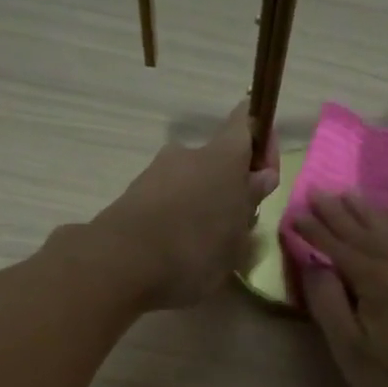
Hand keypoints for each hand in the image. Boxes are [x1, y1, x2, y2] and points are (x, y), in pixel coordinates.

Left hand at [89, 103, 279, 309]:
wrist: (121, 264)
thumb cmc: (194, 249)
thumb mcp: (237, 235)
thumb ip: (249, 202)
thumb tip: (261, 176)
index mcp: (222, 156)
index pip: (247, 123)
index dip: (261, 139)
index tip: (266, 172)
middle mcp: (187, 153)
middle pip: (217, 159)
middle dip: (229, 186)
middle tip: (235, 225)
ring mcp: (155, 172)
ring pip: (190, 182)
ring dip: (202, 204)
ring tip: (205, 246)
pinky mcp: (132, 195)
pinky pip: (166, 201)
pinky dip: (176, 218)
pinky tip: (177, 251)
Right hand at [288, 193, 387, 386]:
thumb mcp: (351, 349)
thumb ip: (329, 304)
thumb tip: (316, 266)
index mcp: (375, 280)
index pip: (337, 247)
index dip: (314, 231)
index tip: (295, 214)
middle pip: (364, 232)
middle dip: (338, 213)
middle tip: (318, 191)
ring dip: (367, 212)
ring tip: (350, 194)